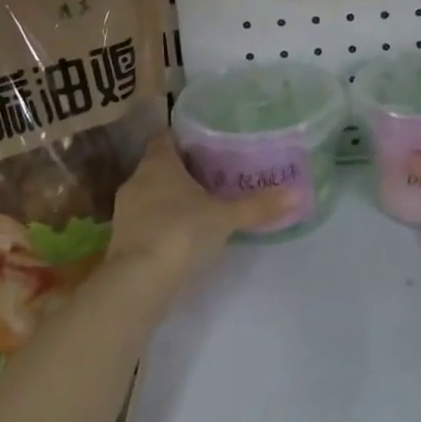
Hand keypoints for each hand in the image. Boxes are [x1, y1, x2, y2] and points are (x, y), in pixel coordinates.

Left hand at [105, 133, 293, 292]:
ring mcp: (125, 211)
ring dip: (171, 198)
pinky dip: (162, 223)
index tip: (206, 143)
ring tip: (202, 205)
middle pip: (159, 166)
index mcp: (158, 162)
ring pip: (151, 194)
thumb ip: (258, 205)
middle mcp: (137, 180)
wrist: (137, 284)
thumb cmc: (180, 233)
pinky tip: (183, 236)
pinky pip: (145, 221)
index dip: (184, 138)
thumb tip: (298, 194)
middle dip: (183, 170)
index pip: (166, 137)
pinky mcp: (122, 240)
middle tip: (214, 174)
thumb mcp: (225, 217)